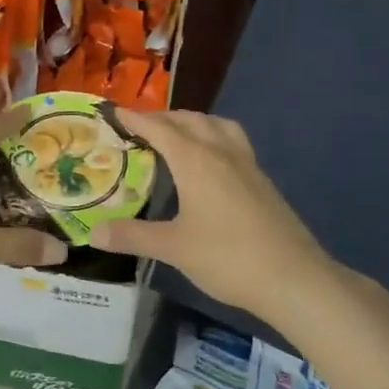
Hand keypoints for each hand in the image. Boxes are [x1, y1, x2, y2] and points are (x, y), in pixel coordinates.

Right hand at [90, 109, 331, 321]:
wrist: (294, 278)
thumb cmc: (228, 258)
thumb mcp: (174, 248)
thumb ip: (133, 237)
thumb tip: (94, 233)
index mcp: (195, 161)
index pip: (159, 129)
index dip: (135, 119)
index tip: (114, 111)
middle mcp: (221, 152)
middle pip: (189, 120)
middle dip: (162, 118)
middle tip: (139, 127)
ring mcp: (246, 164)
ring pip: (216, 125)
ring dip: (192, 122)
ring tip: (176, 135)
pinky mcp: (262, 180)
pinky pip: (232, 141)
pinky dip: (213, 136)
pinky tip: (210, 162)